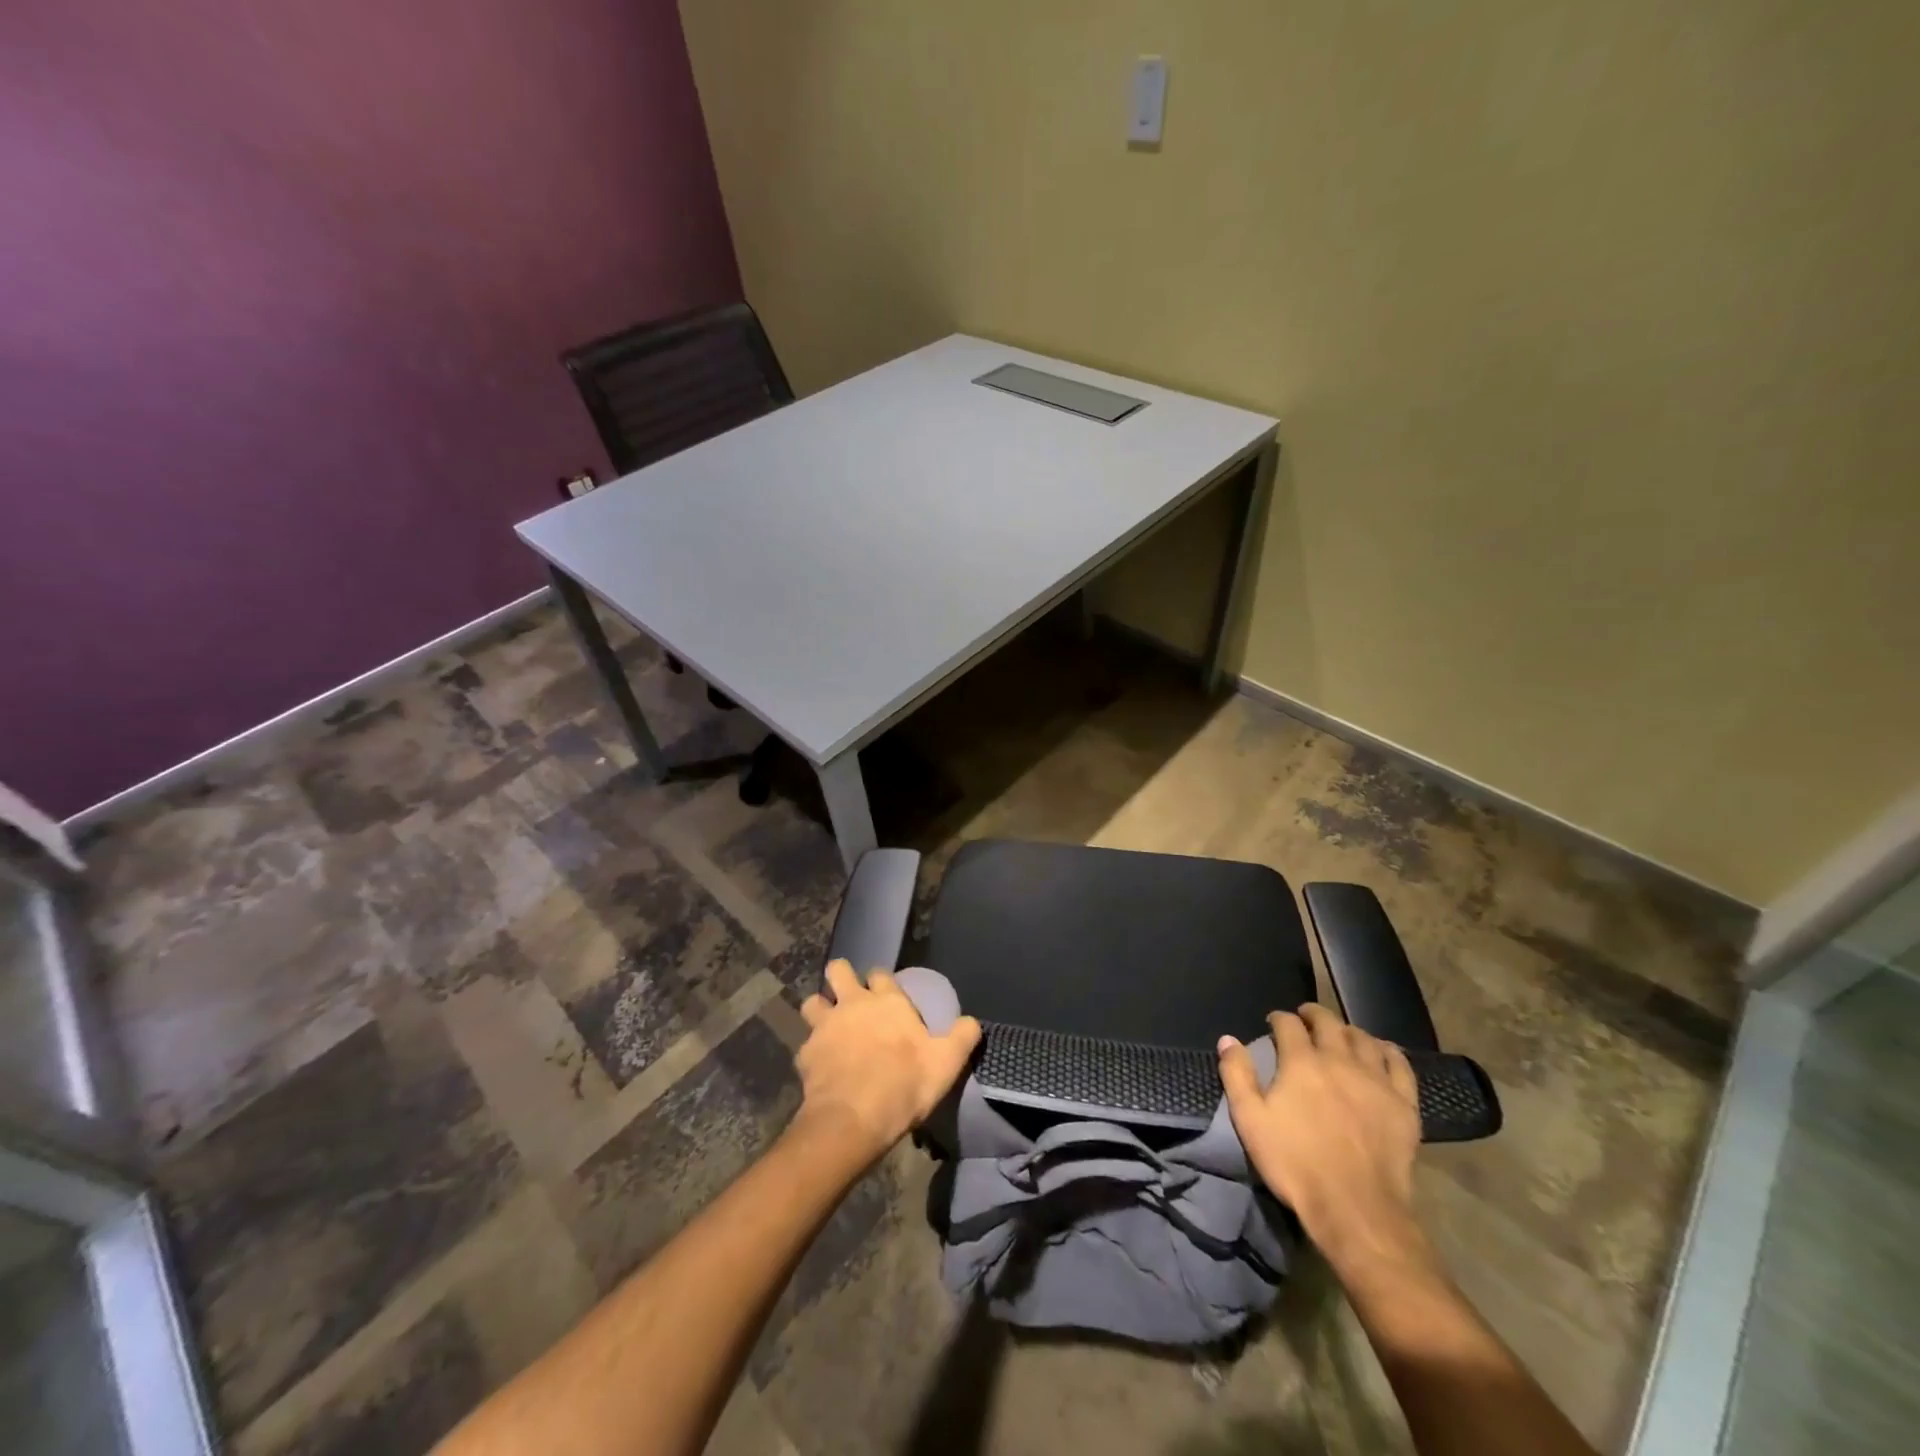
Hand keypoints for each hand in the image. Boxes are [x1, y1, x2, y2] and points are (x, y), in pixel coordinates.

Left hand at [795, 960, 981, 1163]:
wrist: (854, 1118)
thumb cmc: (904, 1083)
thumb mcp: (947, 1062)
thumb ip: (962, 1037)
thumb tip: (972, 1022)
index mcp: (887, 1000)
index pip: (881, 973)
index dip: (881, 981)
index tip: (886, 995)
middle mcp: (853, 1003)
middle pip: (838, 970)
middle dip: (841, 977)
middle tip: (848, 997)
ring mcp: (825, 1026)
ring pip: (813, 1002)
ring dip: (819, 1010)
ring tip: (828, 1028)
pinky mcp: (805, 1053)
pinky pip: (806, 1044)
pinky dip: (812, 1052)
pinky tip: (820, 1068)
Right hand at [1218, 1004, 1426, 1272]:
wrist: (1355, 1209)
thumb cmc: (1295, 1163)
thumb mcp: (1250, 1120)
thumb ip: (1237, 1075)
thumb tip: (1228, 1039)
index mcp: (1302, 1062)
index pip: (1288, 1024)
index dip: (1279, 1018)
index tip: (1273, 1023)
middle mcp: (1340, 1060)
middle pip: (1329, 1022)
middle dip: (1314, 1014)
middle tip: (1305, 1018)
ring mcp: (1376, 1080)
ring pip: (1364, 1039)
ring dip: (1348, 1030)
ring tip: (1340, 1034)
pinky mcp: (1404, 1104)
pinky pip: (1400, 1065)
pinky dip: (1389, 1051)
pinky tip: (1382, 1050)